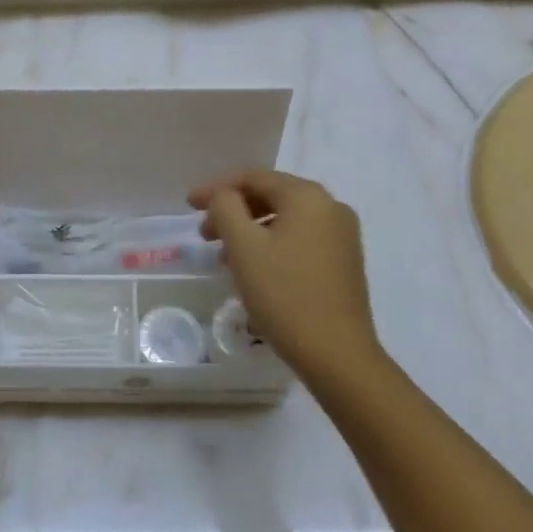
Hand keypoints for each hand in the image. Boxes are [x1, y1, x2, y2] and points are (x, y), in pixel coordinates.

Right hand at [188, 170, 379, 378]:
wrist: (337, 354)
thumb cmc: (284, 294)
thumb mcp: (244, 247)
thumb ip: (226, 208)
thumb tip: (225, 197)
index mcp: (307, 196)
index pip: (253, 177)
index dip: (216, 188)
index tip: (188, 205)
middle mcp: (330, 207)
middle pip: (271, 196)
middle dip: (233, 211)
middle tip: (205, 234)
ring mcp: (342, 235)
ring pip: (285, 220)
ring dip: (250, 231)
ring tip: (225, 257)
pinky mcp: (344, 262)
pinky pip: (299, 239)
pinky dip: (272, 245)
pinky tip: (255, 269)